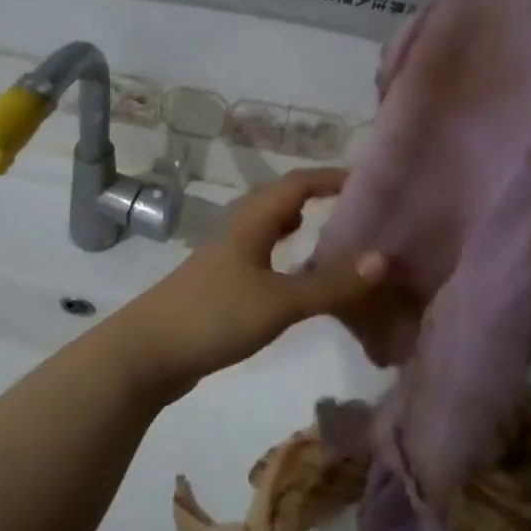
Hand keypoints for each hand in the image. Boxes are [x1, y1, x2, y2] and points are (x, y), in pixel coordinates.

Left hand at [121, 168, 385, 390]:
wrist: (147, 353)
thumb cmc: (214, 317)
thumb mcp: (280, 302)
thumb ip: (331, 284)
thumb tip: (383, 258)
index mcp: (250, 224)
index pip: (295, 184)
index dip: (329, 177)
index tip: (366, 181)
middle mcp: (235, 233)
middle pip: (278, 202)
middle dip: (315, 199)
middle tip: (354, 211)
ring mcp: (222, 261)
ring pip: (266, 231)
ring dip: (296, 227)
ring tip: (328, 237)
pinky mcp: (216, 288)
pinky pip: (258, 259)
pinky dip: (282, 258)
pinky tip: (291, 279)